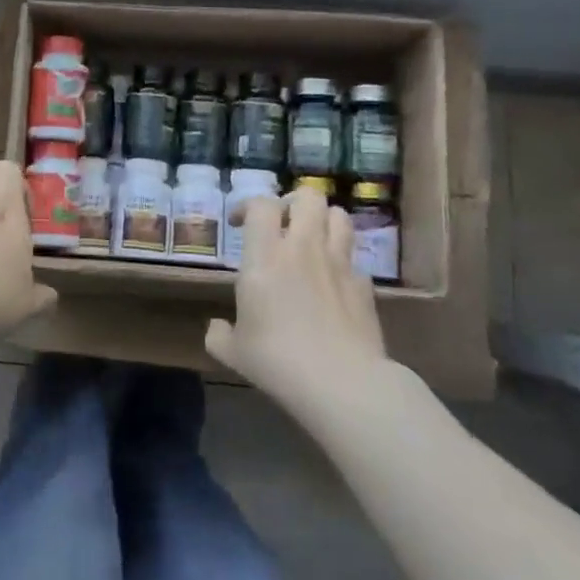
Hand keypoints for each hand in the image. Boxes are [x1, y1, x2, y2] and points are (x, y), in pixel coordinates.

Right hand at [206, 187, 385, 410]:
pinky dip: (342, 262)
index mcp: (265, 256)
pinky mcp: (364, 285)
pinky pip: (354, 259)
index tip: (238, 223)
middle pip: (308, 196)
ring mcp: (339, 263)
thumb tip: (215, 328)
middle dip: (293, 202)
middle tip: (281, 222)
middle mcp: (303, 248)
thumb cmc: (278, 361)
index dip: (248, 206)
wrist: (343, 383)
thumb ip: (219, 335)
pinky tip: (333, 283)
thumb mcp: (234, 353)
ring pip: (339, 216)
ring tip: (312, 240)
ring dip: (324, 221)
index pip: (261, 205)